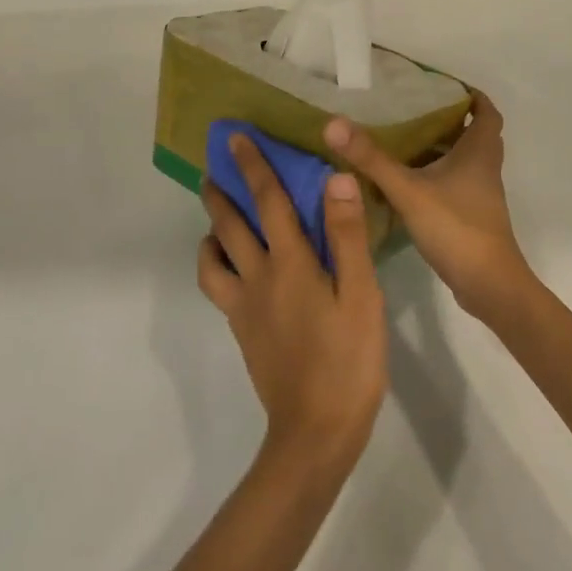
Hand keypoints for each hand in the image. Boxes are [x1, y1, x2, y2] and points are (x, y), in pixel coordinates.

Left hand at [198, 134, 386, 465]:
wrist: (315, 432)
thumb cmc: (349, 360)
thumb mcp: (361, 295)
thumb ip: (347, 236)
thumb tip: (335, 179)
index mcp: (290, 263)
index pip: (268, 200)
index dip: (253, 166)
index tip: (236, 138)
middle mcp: (257, 276)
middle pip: (229, 224)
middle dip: (220, 190)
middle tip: (212, 167)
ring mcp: (244, 306)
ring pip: (211, 258)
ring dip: (211, 230)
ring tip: (217, 218)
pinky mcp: (241, 330)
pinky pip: (218, 287)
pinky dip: (215, 265)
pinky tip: (232, 267)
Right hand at [323, 93, 535, 325]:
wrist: (489, 286)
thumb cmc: (456, 228)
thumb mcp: (408, 190)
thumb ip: (371, 159)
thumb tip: (334, 124)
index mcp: (479, 152)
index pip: (487, 111)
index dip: (471, 95)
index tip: (442, 85)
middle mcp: (485, 169)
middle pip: (475, 133)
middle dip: (450, 119)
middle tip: (414, 109)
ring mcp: (480, 195)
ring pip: (465, 160)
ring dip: (442, 148)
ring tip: (403, 138)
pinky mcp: (472, 217)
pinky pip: (456, 184)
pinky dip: (437, 175)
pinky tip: (407, 180)